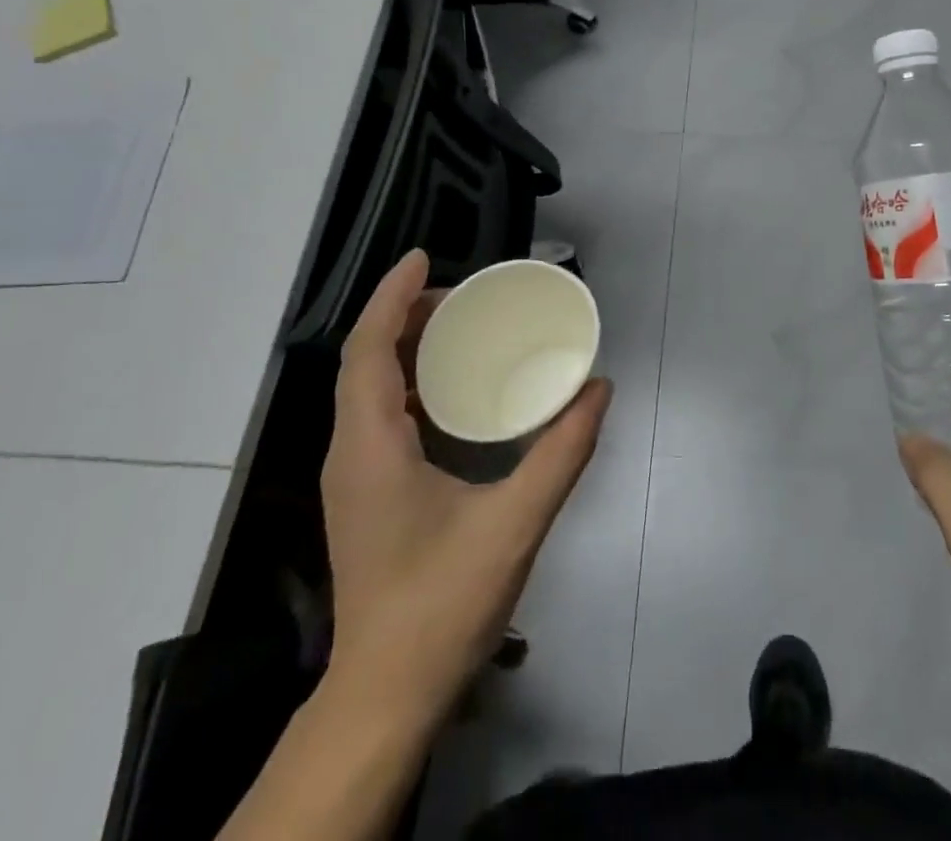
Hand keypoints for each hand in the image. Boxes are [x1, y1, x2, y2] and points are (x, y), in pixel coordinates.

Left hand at [319, 250, 611, 725]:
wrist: (384, 695)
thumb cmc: (442, 605)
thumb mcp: (515, 523)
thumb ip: (562, 452)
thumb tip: (599, 389)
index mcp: (372, 446)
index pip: (369, 350)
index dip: (391, 297)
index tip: (422, 256)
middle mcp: (351, 452)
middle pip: (365, 361)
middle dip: (405, 315)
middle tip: (462, 295)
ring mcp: (353, 476)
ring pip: (367, 388)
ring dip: (404, 348)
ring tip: (457, 328)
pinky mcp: (364, 494)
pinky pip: (377, 414)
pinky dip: (408, 383)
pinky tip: (450, 392)